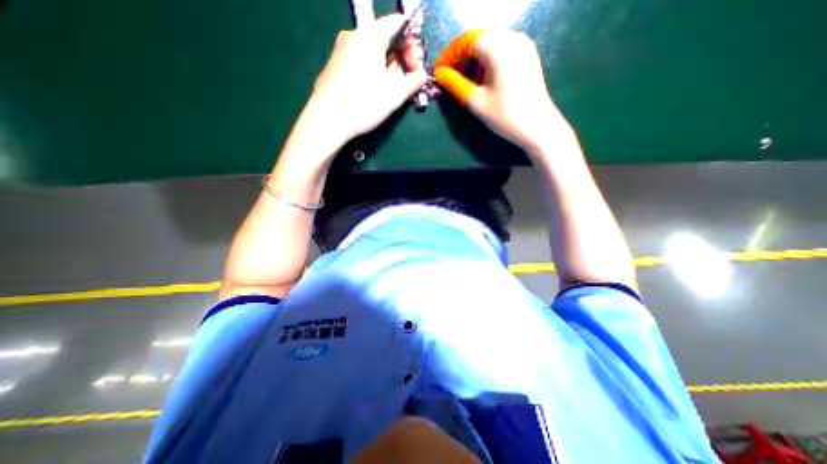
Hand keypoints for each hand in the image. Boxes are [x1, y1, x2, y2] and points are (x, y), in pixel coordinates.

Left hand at [306, 15, 429, 148]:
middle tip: (404, 84)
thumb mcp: (395, 94)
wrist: (327, 120)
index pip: (399, 24)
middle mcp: (353, 36)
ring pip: (373, 52)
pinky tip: (372, 92)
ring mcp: (341, 50)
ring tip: (389, 92)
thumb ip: (413, 81)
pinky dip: (373, 72)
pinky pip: (360, 61)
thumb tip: (420, 76)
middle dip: (400, 60)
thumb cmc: (363, 104)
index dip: (413, 45)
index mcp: (370, 35)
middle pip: (385, 39)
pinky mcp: (335, 65)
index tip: (415, 69)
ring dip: (387, 69)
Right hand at [433, 31, 575, 152]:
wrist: (537, 126)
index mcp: (499, 48)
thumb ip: (455, 84)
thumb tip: (439, 73)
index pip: (467, 40)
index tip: (439, 70)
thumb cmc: (505, 115)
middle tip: (450, 76)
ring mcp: (523, 45)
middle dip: (461, 56)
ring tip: (466, 80)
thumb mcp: (476, 101)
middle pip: (479, 38)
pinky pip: (503, 49)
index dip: (449, 54)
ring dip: (474, 59)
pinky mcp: (528, 55)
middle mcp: (513, 38)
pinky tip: (484, 78)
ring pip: (491, 43)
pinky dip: (488, 60)